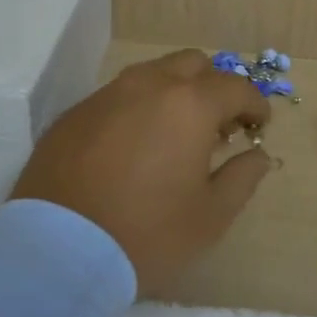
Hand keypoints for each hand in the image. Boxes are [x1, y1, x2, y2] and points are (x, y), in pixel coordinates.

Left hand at [10, 49, 273, 293]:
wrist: (56, 251)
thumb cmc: (146, 233)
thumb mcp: (210, 217)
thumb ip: (242, 178)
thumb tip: (258, 155)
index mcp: (189, 104)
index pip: (236, 86)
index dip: (255, 104)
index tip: (260, 126)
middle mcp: (148, 85)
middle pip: (193, 65)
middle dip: (214, 88)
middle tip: (218, 127)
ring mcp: (106, 95)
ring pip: (152, 74)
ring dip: (174, 93)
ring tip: (176, 135)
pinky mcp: (74, 113)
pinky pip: (118, 97)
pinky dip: (138, 109)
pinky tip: (134, 147)